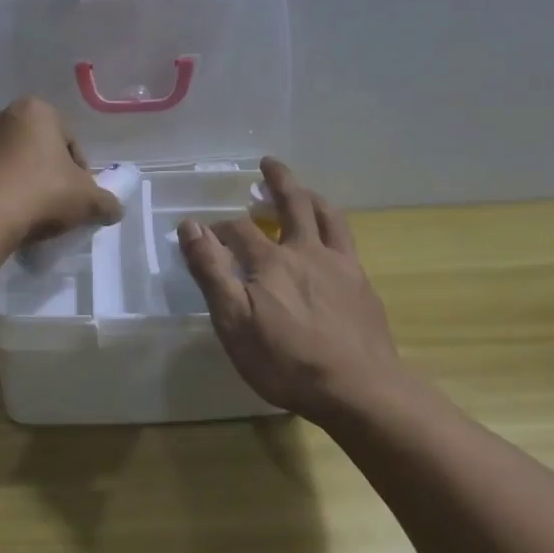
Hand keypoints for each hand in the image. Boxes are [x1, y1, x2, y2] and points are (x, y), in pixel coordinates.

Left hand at [0, 97, 124, 244]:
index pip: (69, 141)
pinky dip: (4, 192)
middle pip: (39, 149)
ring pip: (14, 163)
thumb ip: (107, 202)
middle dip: (50, 173)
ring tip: (35, 214)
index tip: (78, 196)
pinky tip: (13, 216)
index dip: (79, 171)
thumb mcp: (87, 199)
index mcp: (37, 109)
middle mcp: (3, 115)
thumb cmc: (43, 192)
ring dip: (26, 183)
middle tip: (59, 204)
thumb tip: (114, 209)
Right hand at [179, 157, 400, 424]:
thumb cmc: (287, 360)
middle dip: (278, 181)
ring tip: (304, 190)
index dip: (219, 227)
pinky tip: (333, 240)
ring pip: (327, 217)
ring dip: (311, 197)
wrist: (359, 389)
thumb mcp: (233, 321)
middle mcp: (306, 251)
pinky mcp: (362, 285)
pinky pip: (347, 243)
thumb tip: (190, 226)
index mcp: (271, 260)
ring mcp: (339, 266)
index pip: (238, 229)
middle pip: (292, 204)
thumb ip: (211, 271)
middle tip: (268, 163)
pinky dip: (335, 228)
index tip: (204, 233)